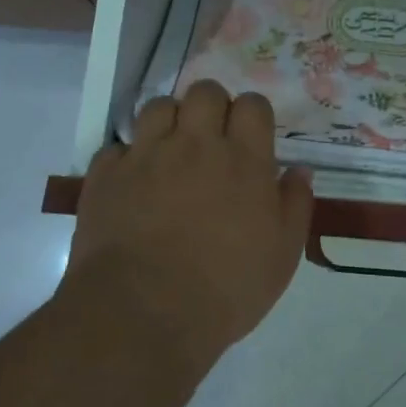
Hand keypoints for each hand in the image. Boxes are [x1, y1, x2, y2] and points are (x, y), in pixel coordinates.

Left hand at [68, 81, 313, 364]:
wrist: (143, 314)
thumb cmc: (227, 288)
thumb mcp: (282, 255)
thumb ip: (295, 205)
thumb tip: (299, 170)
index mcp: (243, 159)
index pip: (252, 104)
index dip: (253, 114)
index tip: (251, 137)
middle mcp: (195, 145)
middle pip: (204, 92)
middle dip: (211, 106)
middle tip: (212, 139)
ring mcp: (146, 156)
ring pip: (158, 107)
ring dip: (169, 122)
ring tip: (171, 152)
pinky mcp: (106, 176)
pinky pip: (116, 148)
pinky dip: (127, 159)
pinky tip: (133, 184)